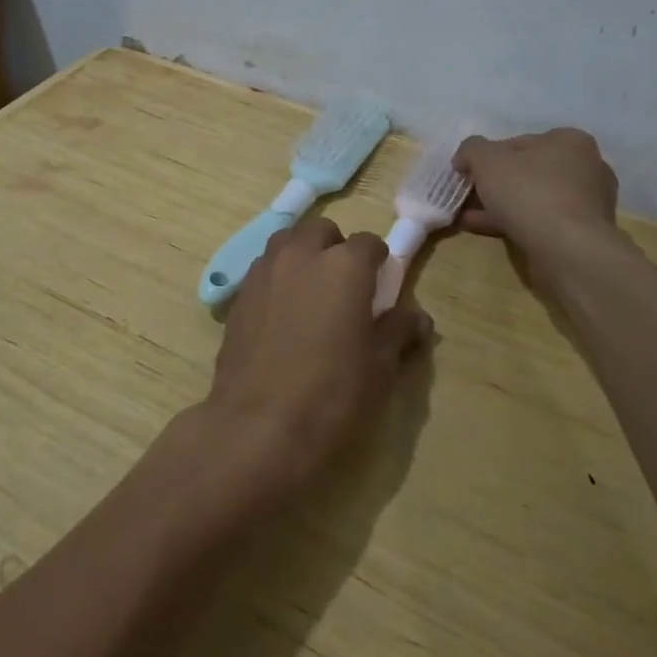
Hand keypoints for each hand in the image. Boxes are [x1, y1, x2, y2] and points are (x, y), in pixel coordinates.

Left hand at [205, 218, 431, 494]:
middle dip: (335, 248)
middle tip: (343, 286)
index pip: (369, 243)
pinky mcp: (239, 293)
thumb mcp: (380, 367)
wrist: (259, 425)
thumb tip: (417, 316)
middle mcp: (302, 255)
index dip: (378, 262)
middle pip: (322, 231)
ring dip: (302, 254)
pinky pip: (264, 268)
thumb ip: (398, 331)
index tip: (380, 286)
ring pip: (287, 242)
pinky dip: (277, 277)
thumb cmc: (332, 395)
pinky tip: (281, 313)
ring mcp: (265, 270)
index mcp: (345, 266)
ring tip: (309, 292)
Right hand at [453, 128, 629, 278]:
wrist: (568, 252)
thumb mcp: (487, 160)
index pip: (517, 143)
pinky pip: (540, 221)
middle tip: (467, 196)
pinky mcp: (582, 233)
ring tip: (468, 217)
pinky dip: (513, 223)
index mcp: (570, 141)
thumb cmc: (530, 193)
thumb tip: (465, 159)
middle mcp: (586, 167)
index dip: (486, 157)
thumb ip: (471, 150)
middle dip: (492, 185)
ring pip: (531, 199)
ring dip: (498, 206)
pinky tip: (484, 230)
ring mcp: (587, 203)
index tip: (466, 174)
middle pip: (525, 172)